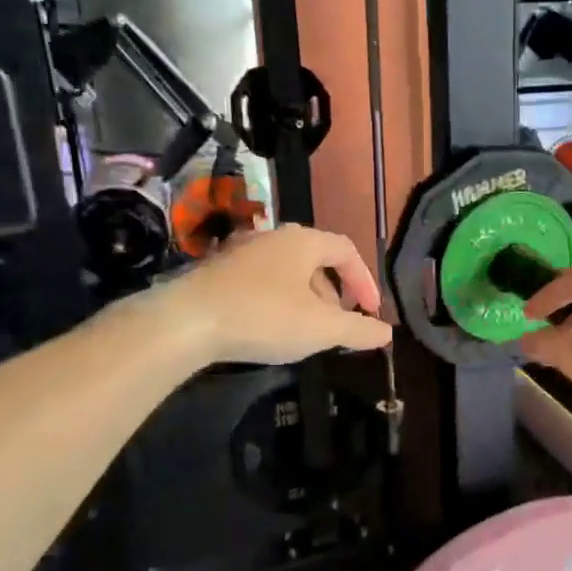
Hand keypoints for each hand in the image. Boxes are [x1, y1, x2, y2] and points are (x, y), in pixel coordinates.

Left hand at [144, 224, 393, 364]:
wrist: (184, 322)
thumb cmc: (263, 317)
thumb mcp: (320, 329)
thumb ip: (358, 329)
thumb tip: (387, 333)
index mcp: (303, 241)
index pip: (346, 250)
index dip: (365, 280)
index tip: (371, 311)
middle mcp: (273, 237)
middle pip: (317, 259)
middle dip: (334, 292)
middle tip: (339, 323)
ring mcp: (241, 252)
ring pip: (287, 271)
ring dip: (306, 298)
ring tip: (306, 330)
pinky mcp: (217, 271)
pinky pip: (262, 280)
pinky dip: (278, 299)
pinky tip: (270, 327)